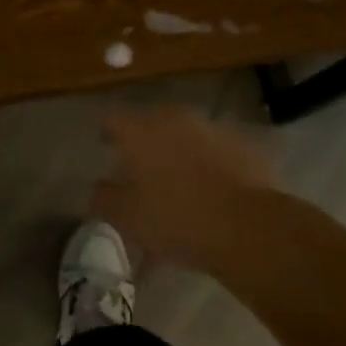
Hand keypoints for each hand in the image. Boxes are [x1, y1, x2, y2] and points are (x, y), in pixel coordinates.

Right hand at [91, 107, 273, 270]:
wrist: (248, 227)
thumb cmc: (177, 219)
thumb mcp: (128, 218)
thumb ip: (104, 198)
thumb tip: (97, 187)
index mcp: (140, 131)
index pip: (112, 119)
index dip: (106, 133)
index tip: (104, 148)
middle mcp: (173, 119)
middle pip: (149, 124)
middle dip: (143, 144)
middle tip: (140, 171)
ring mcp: (210, 128)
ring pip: (183, 136)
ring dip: (176, 153)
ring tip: (177, 185)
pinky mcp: (240, 144)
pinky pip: (213, 150)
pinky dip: (206, 164)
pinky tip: (209, 190)